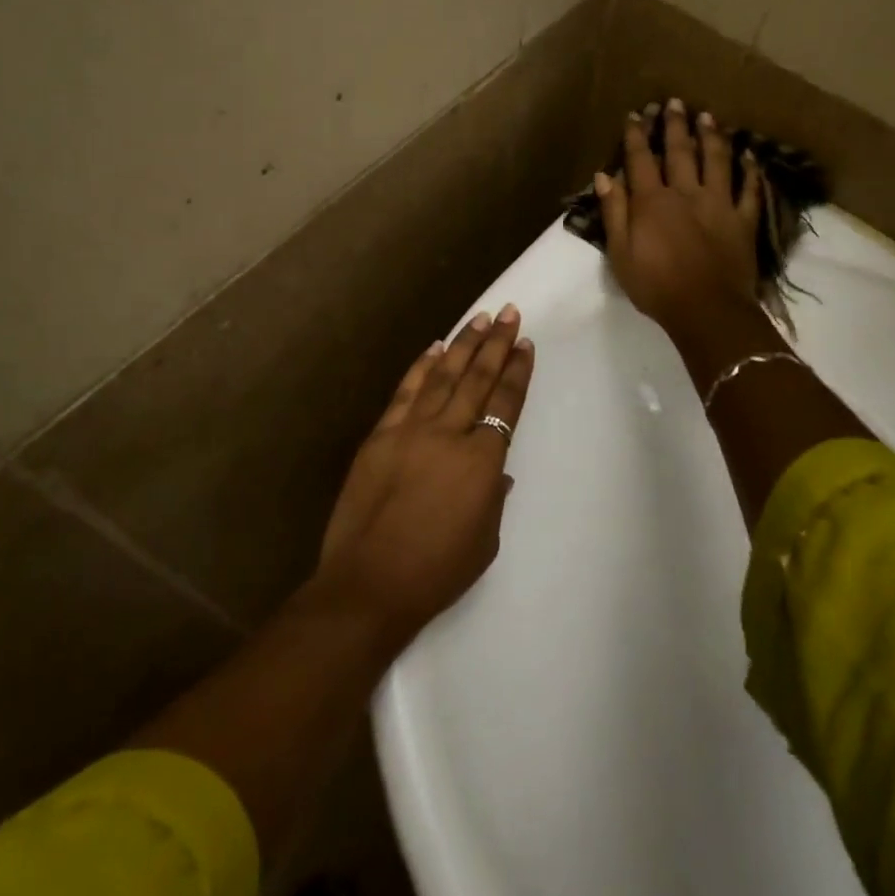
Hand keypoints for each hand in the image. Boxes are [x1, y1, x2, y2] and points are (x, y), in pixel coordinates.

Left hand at [316, 306, 533, 642]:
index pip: (505, 404)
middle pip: (478, 379)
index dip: (517, 372)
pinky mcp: (381, 435)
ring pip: (443, 376)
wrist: (369, 584)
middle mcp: (449, 434)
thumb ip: (493, 498)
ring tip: (479, 318)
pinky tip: (434, 348)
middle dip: (496, 343)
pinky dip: (421, 367)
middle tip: (509, 312)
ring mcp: (411, 430)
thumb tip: (495, 471)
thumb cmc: (436, 572)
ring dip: (463, 345)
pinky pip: (405, 392)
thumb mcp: (484, 541)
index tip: (525, 344)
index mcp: (482, 461)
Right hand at [596, 98, 762, 333]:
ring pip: (716, 161)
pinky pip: (749, 190)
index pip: (641, 160)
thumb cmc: (655, 286)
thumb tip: (605, 176)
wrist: (706, 309)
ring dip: (711, 136)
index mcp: (652, 202)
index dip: (636, 136)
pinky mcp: (743, 220)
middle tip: (674, 102)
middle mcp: (686, 193)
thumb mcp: (620, 253)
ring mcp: (719, 204)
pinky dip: (750, 171)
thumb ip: (614, 212)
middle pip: (680, 152)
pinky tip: (749, 155)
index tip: (635, 115)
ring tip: (707, 116)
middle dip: (674, 125)